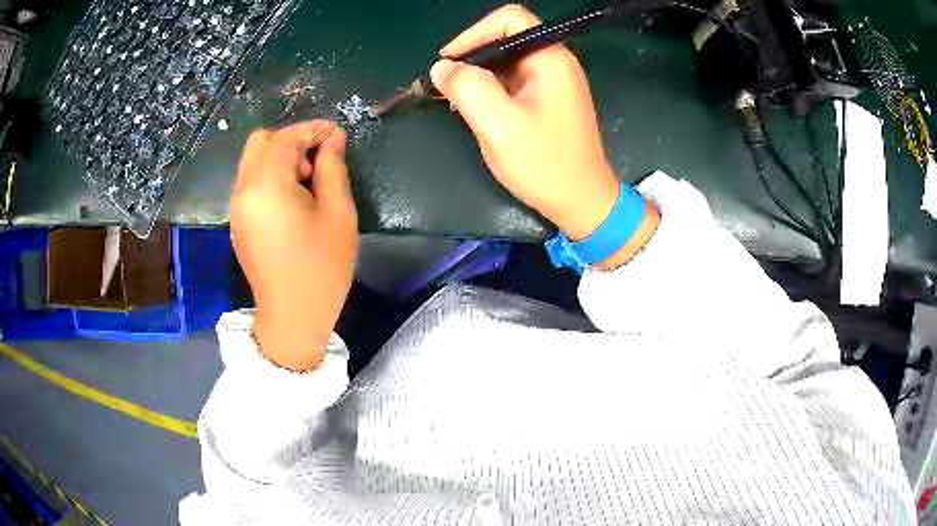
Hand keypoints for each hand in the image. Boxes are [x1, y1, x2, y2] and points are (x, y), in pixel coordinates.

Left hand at [231, 120, 357, 370]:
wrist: (292, 318)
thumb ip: (333, 168)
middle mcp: (243, 191)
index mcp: (266, 187)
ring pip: (253, 162)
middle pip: (260, 142)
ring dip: (280, 160)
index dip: (311, 130)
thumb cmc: (321, 268)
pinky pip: (250, 183)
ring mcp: (236, 208)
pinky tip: (292, 203)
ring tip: (307, 186)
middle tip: (317, 164)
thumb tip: (332, 139)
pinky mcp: (237, 222)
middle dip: (291, 142)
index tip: (336, 135)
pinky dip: (270, 178)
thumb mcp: (338, 214)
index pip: (284, 138)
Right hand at [431, 5, 658, 268]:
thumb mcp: (499, 125)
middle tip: (448, 87)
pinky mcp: (549, 99)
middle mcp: (555, 62)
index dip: (474, 33)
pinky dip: (491, 91)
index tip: (449, 62)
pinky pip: (513, 81)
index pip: (509, 19)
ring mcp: (554, 82)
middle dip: (472, 58)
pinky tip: (477, 112)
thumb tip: (442, 68)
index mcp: (550, 59)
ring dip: (479, 77)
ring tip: (457, 102)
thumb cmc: (545, 164)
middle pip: (505, 39)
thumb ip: (468, 88)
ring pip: (506, 62)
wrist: (582, 201)